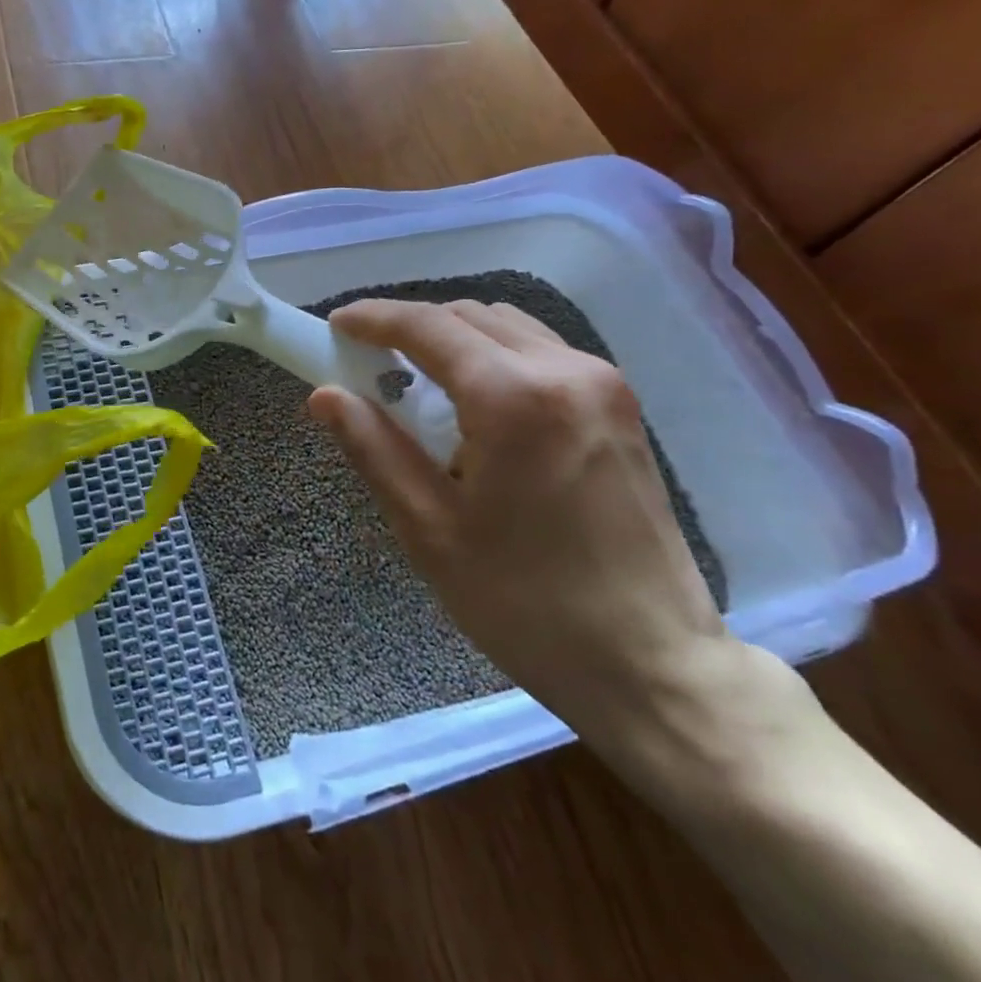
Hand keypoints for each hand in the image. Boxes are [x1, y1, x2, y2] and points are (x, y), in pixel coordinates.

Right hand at [308, 299, 734, 753]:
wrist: (655, 664)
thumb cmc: (527, 603)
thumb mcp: (429, 529)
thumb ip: (373, 448)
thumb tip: (324, 395)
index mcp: (514, 399)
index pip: (427, 327)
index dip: (373, 319)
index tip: (334, 326)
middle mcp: (565, 371)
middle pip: (467, 316)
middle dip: (410, 328)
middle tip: (368, 364)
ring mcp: (603, 385)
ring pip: (506, 327)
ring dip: (453, 339)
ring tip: (418, 384)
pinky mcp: (620, 407)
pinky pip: (540, 351)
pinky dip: (493, 356)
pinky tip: (475, 404)